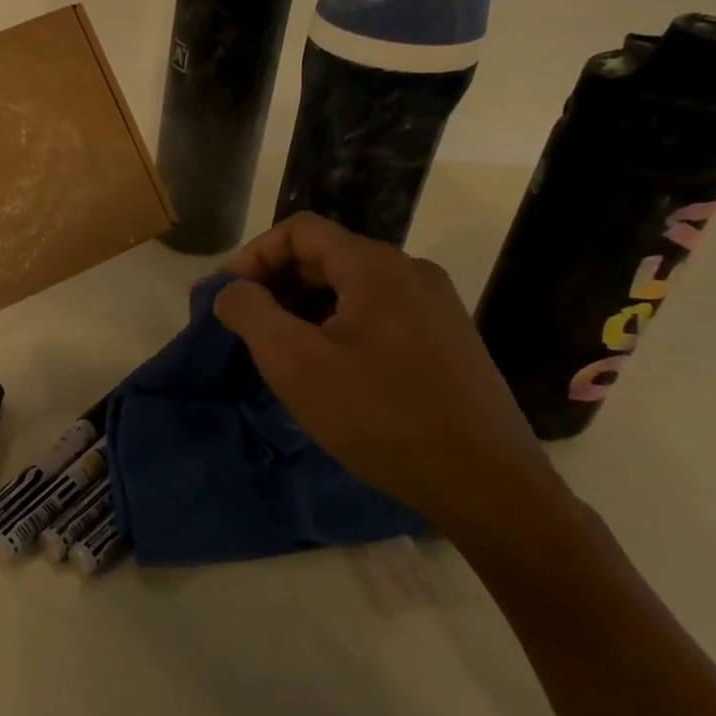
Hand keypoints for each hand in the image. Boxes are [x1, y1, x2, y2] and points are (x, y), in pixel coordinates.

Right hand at [213, 212, 569, 542]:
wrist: (486, 485)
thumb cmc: (379, 415)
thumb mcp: (293, 362)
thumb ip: (249, 312)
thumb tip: (231, 290)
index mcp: (375, 265)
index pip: (298, 230)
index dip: (253, 256)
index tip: (229, 298)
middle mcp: (410, 272)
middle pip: (325, 255)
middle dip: (276, 283)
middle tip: (246, 326)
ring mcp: (436, 306)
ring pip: (351, 287)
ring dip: (305, 307)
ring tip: (281, 350)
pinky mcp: (448, 340)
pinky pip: (378, 313)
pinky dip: (339, 326)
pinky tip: (328, 369)